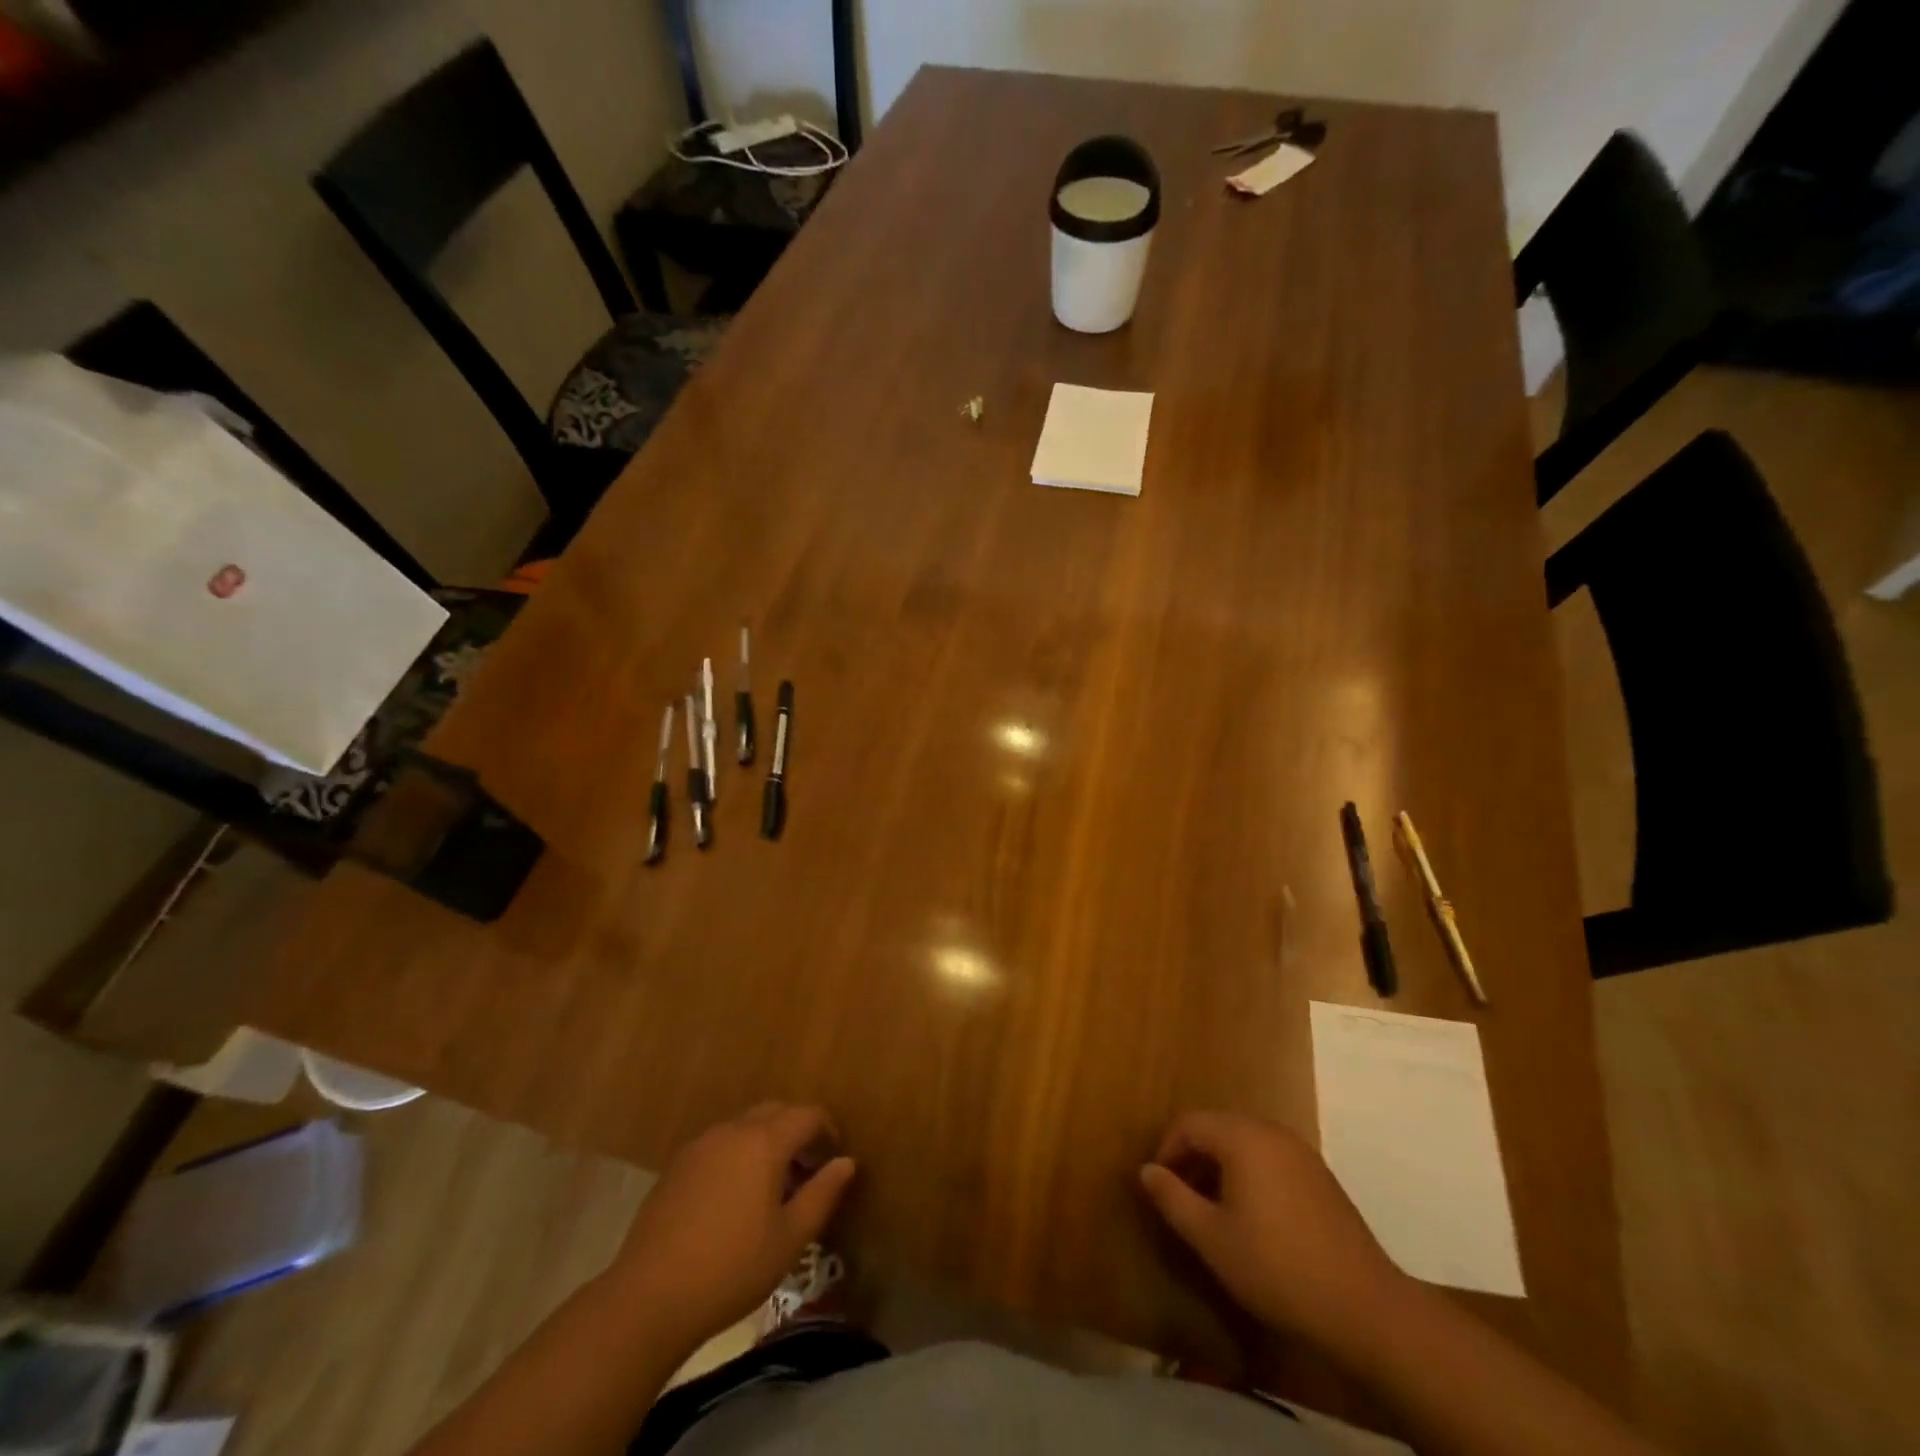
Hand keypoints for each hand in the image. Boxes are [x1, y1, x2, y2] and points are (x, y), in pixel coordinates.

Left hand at [610, 1103, 856, 1345]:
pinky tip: (735, 1199)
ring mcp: (700, 1145)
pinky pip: (720, 1145)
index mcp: (764, 1141)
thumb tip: (846, 1162)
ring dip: (767, 1142)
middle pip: (775, 1112)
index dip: (827, 1129)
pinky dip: (738, 1155)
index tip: (834, 1156)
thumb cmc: (731, 1269)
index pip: (807, 1114)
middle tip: (808, 1169)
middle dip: (797, 1131)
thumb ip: (823, 1194)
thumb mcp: (790, 1239)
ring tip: (773, 1188)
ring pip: (745, 1126)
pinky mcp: (676, 1166)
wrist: (648, 1299)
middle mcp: (732, 1130)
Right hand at [1139, 1111, 1406, 1354]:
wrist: (1365, 1307)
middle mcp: (1271, 1131)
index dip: (1166, 1150)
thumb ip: (1173, 1198)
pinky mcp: (1320, 1175)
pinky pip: (1269, 1157)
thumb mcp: (1211, 1238)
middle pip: (1217, 1127)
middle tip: (1181, 1196)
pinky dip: (1249, 1173)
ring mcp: (1300, 1151)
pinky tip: (1252, 1216)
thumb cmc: (1276, 1268)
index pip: (1189, 1123)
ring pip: (1244, 1142)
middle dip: (1193, 1156)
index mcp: (1242, 1137)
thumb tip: (1146, 1170)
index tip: (1159, 1187)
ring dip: (1220, 1165)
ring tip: (1212, 1208)